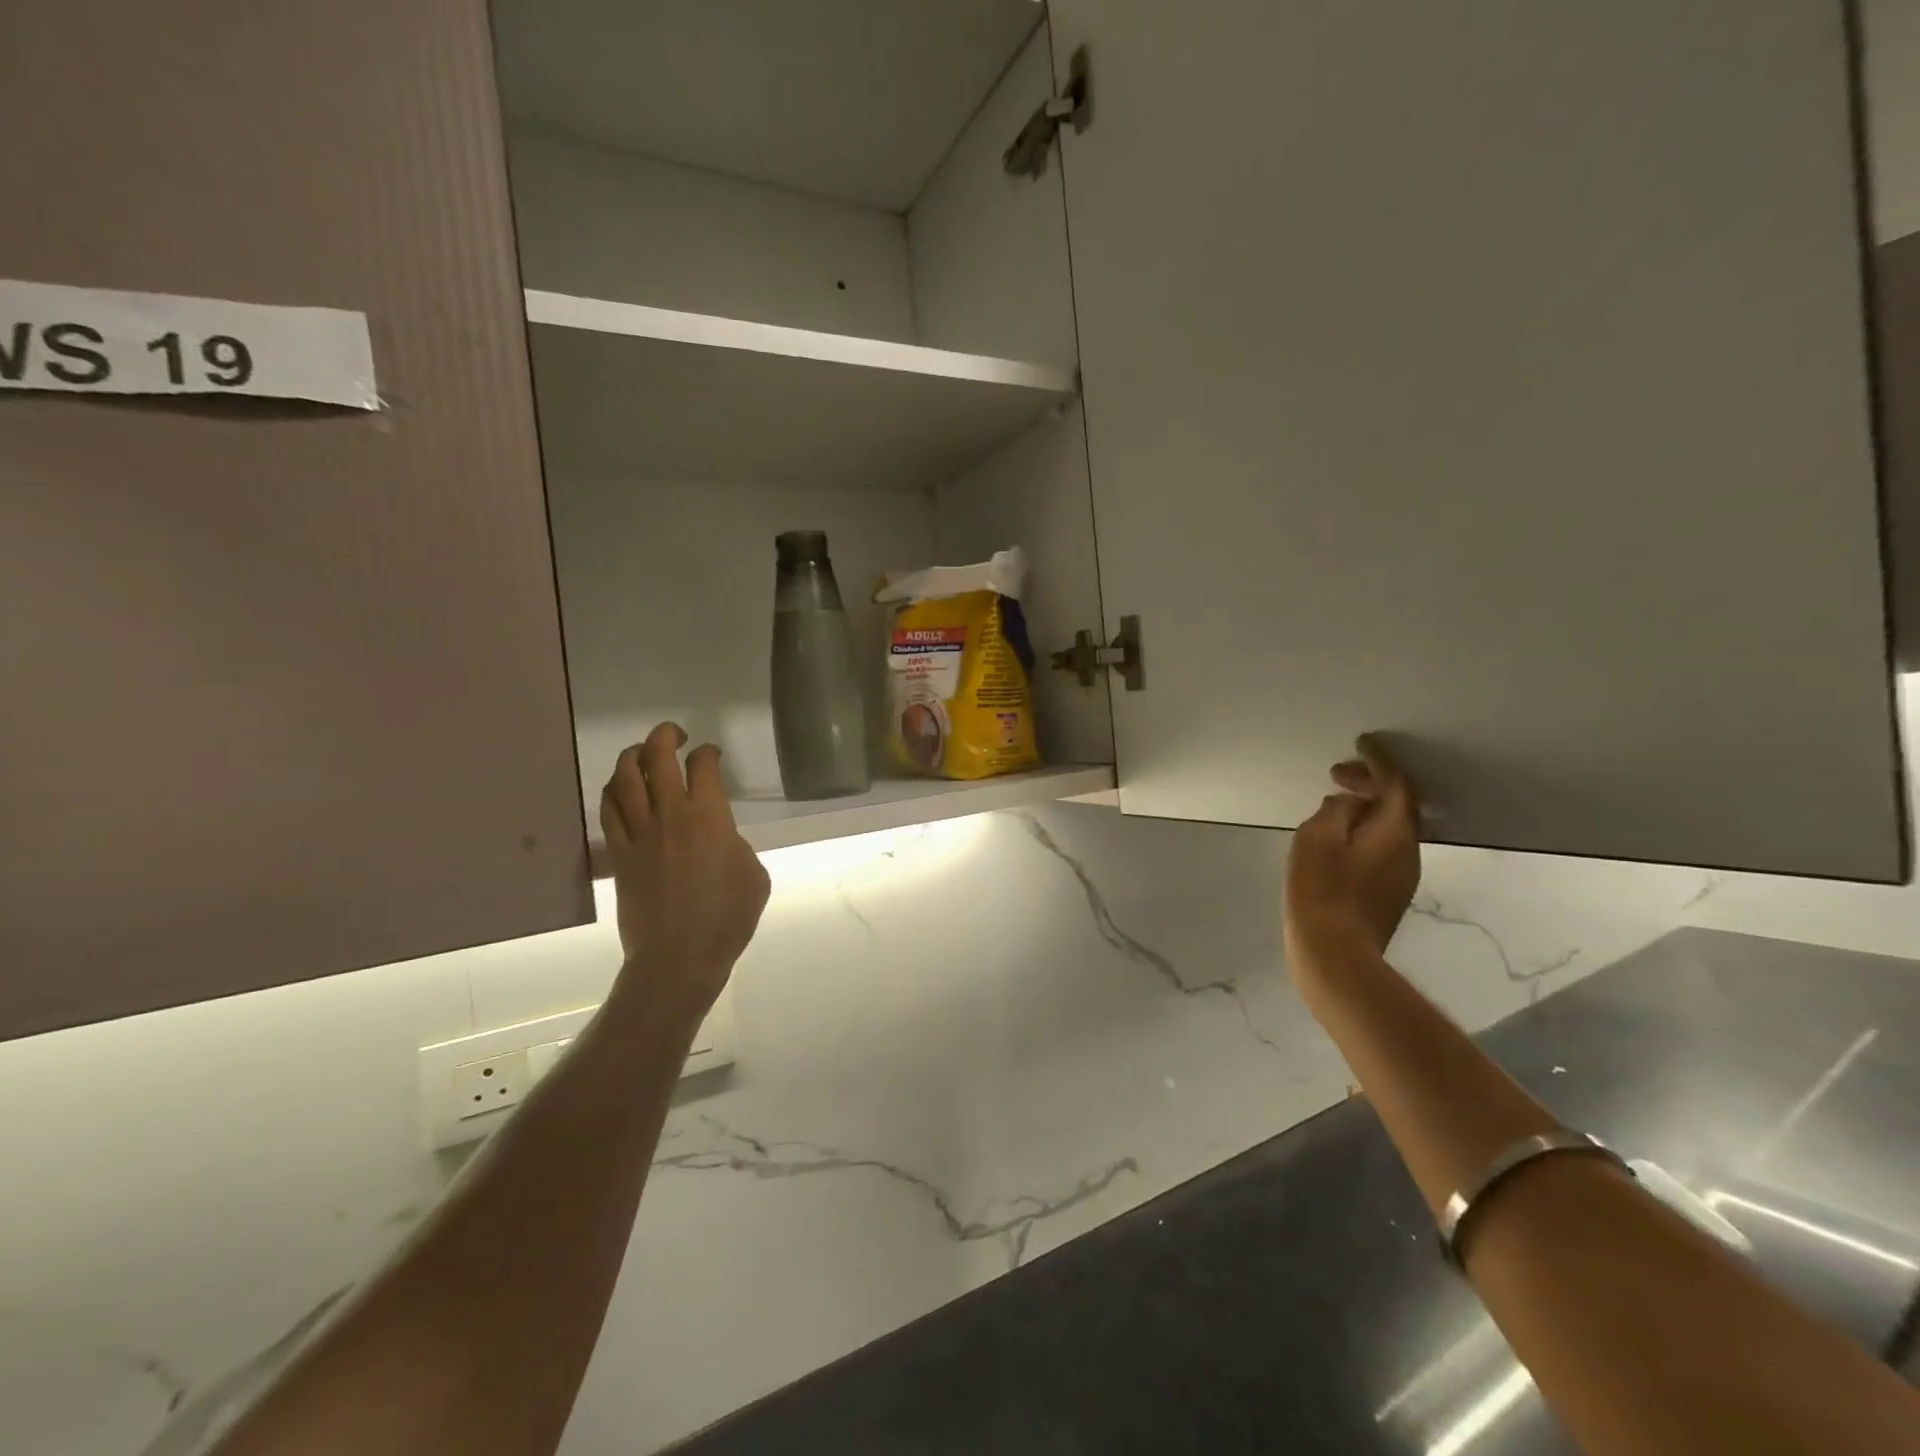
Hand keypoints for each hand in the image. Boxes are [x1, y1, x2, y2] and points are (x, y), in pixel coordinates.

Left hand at [599, 723, 770, 1019]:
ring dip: (632, 756)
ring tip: (641, 753)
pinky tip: (620, 789)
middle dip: (665, 736)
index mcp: (709, 817)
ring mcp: (639, 834)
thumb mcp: (754, 875)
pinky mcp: (618, 856)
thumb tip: (722, 840)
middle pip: (657, 757)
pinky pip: (608, 812)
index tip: (712, 754)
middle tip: (675, 734)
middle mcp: (670, 816)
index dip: (708, 752)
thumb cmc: (728, 917)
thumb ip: (737, 846)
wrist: (679, 957)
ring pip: (624, 779)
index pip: (703, 766)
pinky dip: (613, 792)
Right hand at [1284, 734, 1421, 974]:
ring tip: (1333, 801)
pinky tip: (1337, 837)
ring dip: (1366, 808)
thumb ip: (1337, 811)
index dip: (1379, 760)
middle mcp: (1407, 851)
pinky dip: (1363, 830)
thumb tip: (1350, 803)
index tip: (1362, 742)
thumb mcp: (1317, 838)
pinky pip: (1380, 846)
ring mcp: (1401, 876)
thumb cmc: (1322, 891)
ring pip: (1389, 827)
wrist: (1334, 955)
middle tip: (1336, 773)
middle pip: (1397, 805)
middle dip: (1370, 783)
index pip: (1395, 784)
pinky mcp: (1387, 894)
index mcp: (1394, 832)